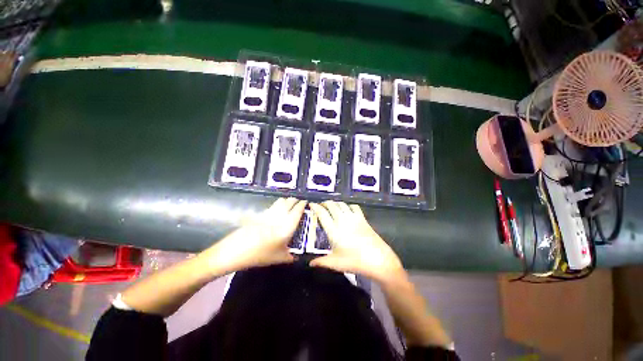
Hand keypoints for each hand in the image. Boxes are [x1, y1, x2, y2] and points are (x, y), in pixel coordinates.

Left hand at [206, 197, 306, 274]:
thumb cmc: (260, 255)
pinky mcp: (260, 214)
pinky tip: (277, 212)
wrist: (235, 251)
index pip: (298, 209)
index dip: (303, 204)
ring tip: (289, 206)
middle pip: (289, 201)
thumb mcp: (279, 258)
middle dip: (296, 200)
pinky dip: (278, 205)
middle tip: (299, 204)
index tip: (306, 202)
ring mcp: (269, 213)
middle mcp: (279, 215)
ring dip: (287, 201)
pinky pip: (272, 206)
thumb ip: (292, 256)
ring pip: (281, 201)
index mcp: (287, 225)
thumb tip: (299, 256)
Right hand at [309, 201, 403, 282]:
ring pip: (341, 204)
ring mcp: (353, 218)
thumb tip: (310, 263)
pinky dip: (347, 205)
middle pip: (331, 205)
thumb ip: (321, 261)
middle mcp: (343, 220)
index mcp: (334, 230)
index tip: (311, 204)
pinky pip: (353, 206)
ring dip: (335, 203)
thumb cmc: (355, 262)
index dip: (315, 207)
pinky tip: (346, 209)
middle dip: (324, 203)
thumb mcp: (336, 263)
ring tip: (331, 207)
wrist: (378, 260)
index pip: (322, 213)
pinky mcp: (362, 218)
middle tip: (320, 206)